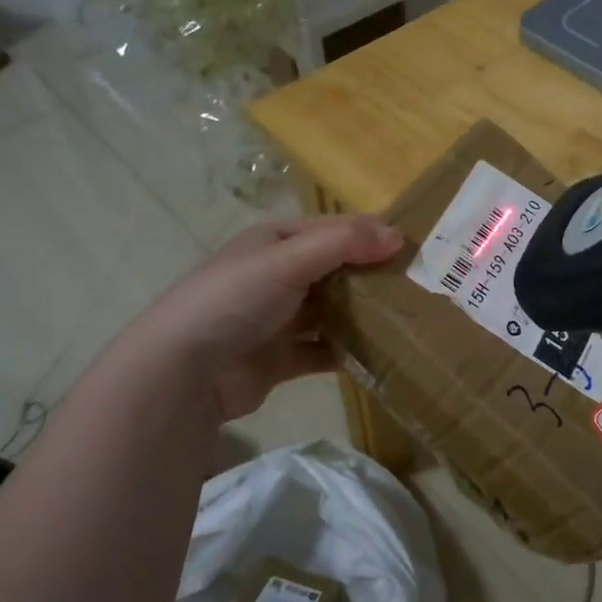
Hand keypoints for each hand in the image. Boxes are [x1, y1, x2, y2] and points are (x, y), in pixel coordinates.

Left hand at [119, 214, 401, 420]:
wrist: (183, 371)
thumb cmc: (235, 299)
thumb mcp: (288, 259)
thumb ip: (343, 243)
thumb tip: (398, 236)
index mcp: (274, 242)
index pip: (332, 230)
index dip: (370, 235)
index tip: (413, 250)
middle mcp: (277, 276)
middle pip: (335, 271)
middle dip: (372, 277)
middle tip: (419, 287)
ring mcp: (277, 319)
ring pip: (331, 311)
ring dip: (363, 315)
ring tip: (407, 320)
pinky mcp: (280, 359)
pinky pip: (323, 350)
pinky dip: (347, 352)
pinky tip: (379, 355)